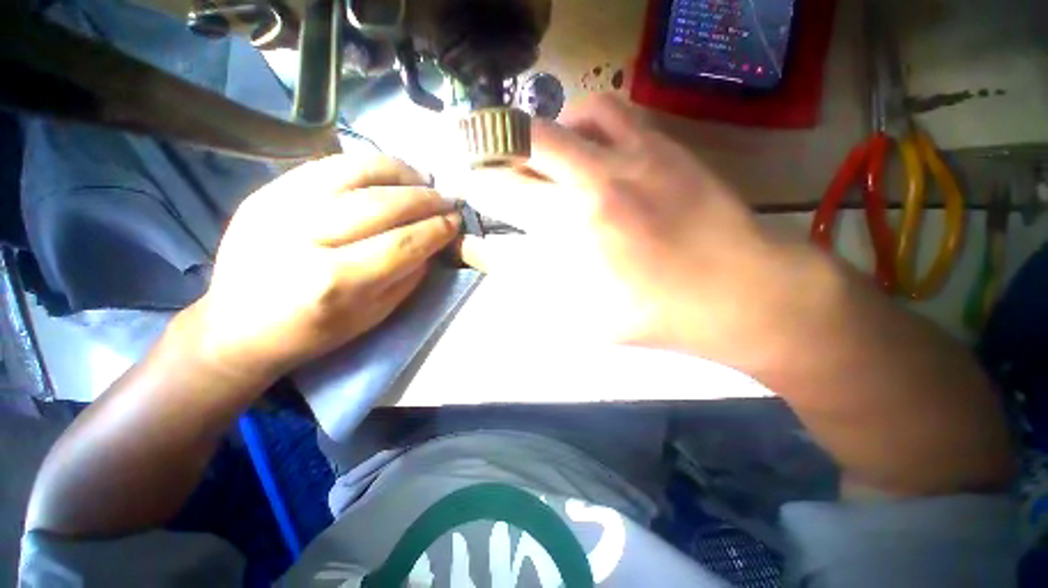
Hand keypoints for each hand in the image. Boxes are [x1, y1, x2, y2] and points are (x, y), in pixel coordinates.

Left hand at [181, 154, 459, 385]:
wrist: (237, 327)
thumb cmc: (314, 331)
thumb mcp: (373, 316)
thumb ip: (408, 277)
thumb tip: (432, 242)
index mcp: (335, 282)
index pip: (402, 243)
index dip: (436, 229)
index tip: (456, 222)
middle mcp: (305, 238)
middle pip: (381, 204)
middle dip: (424, 199)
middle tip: (445, 200)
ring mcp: (278, 208)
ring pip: (353, 171)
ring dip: (398, 172)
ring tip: (421, 179)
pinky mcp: (265, 192)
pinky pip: (326, 165)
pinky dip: (365, 165)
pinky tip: (386, 174)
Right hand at [459, 95, 820, 360]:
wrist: (742, 291)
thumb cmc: (659, 314)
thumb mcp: (586, 318)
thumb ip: (538, 287)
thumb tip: (503, 259)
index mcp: (575, 231)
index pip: (503, 195)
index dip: (477, 187)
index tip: (467, 186)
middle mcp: (595, 183)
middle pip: (521, 145)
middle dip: (491, 149)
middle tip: (487, 161)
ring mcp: (631, 157)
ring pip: (564, 118)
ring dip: (538, 135)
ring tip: (538, 157)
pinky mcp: (662, 145)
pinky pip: (608, 111)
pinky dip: (580, 122)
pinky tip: (584, 147)